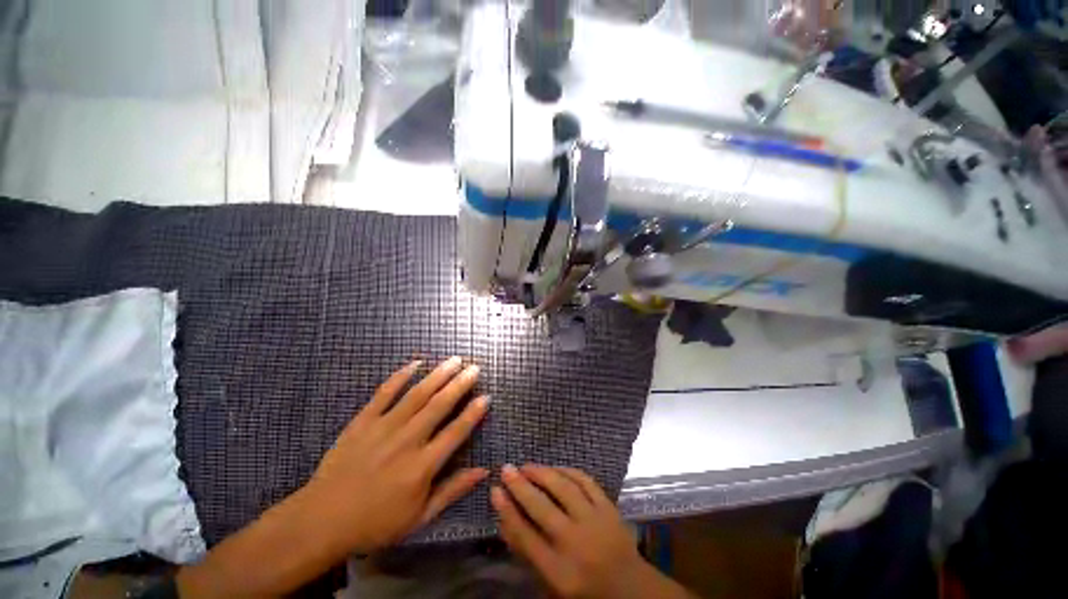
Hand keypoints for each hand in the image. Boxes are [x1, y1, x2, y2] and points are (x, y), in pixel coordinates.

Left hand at [176, 357, 489, 597]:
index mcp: (422, 466)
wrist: (321, 520)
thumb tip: (484, 471)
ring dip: (438, 375)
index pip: (456, 432)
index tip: (486, 396)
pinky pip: (384, 393)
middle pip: (439, 406)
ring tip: (455, 360)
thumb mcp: (419, 517)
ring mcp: (383, 427)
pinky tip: (416, 363)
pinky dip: (401, 376)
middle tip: (475, 368)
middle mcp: (407, 440)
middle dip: (460, 384)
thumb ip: (452, 490)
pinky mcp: (363, 421)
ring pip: (417, 394)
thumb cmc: (375, 523)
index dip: (473, 413)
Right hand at [491, 465, 691, 598]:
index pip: (524, 535)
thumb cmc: (585, 589)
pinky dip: (568, 471)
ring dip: (542, 472)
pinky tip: (555, 468)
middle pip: (541, 507)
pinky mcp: (609, 507)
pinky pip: (585, 481)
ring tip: (527, 465)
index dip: (506, 510)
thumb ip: (528, 553)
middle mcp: (575, 543)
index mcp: (559, 572)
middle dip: (520, 485)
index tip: (495, 490)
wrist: (631, 589)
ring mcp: (595, 521)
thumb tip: (505, 518)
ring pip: (563, 487)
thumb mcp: (551, 583)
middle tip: (506, 468)